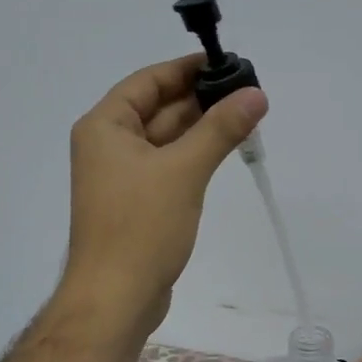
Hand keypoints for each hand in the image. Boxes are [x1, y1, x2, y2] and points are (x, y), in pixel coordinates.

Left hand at [58, 54, 266, 332]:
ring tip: (246, 117)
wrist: (115, 298)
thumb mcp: (183, 171)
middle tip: (248, 92)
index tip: (227, 63)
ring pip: (166, 140)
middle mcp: (108, 146)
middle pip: (158, 109)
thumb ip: (220, 129)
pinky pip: (168, 167)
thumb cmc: (141, 227)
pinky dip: (194, 157)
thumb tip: (256, 93)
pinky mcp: (136, 203)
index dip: (187, 69)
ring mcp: (121, 177)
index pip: (148, 81)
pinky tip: (224, 151)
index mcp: (105, 127)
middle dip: (200, 100)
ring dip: (201, 129)